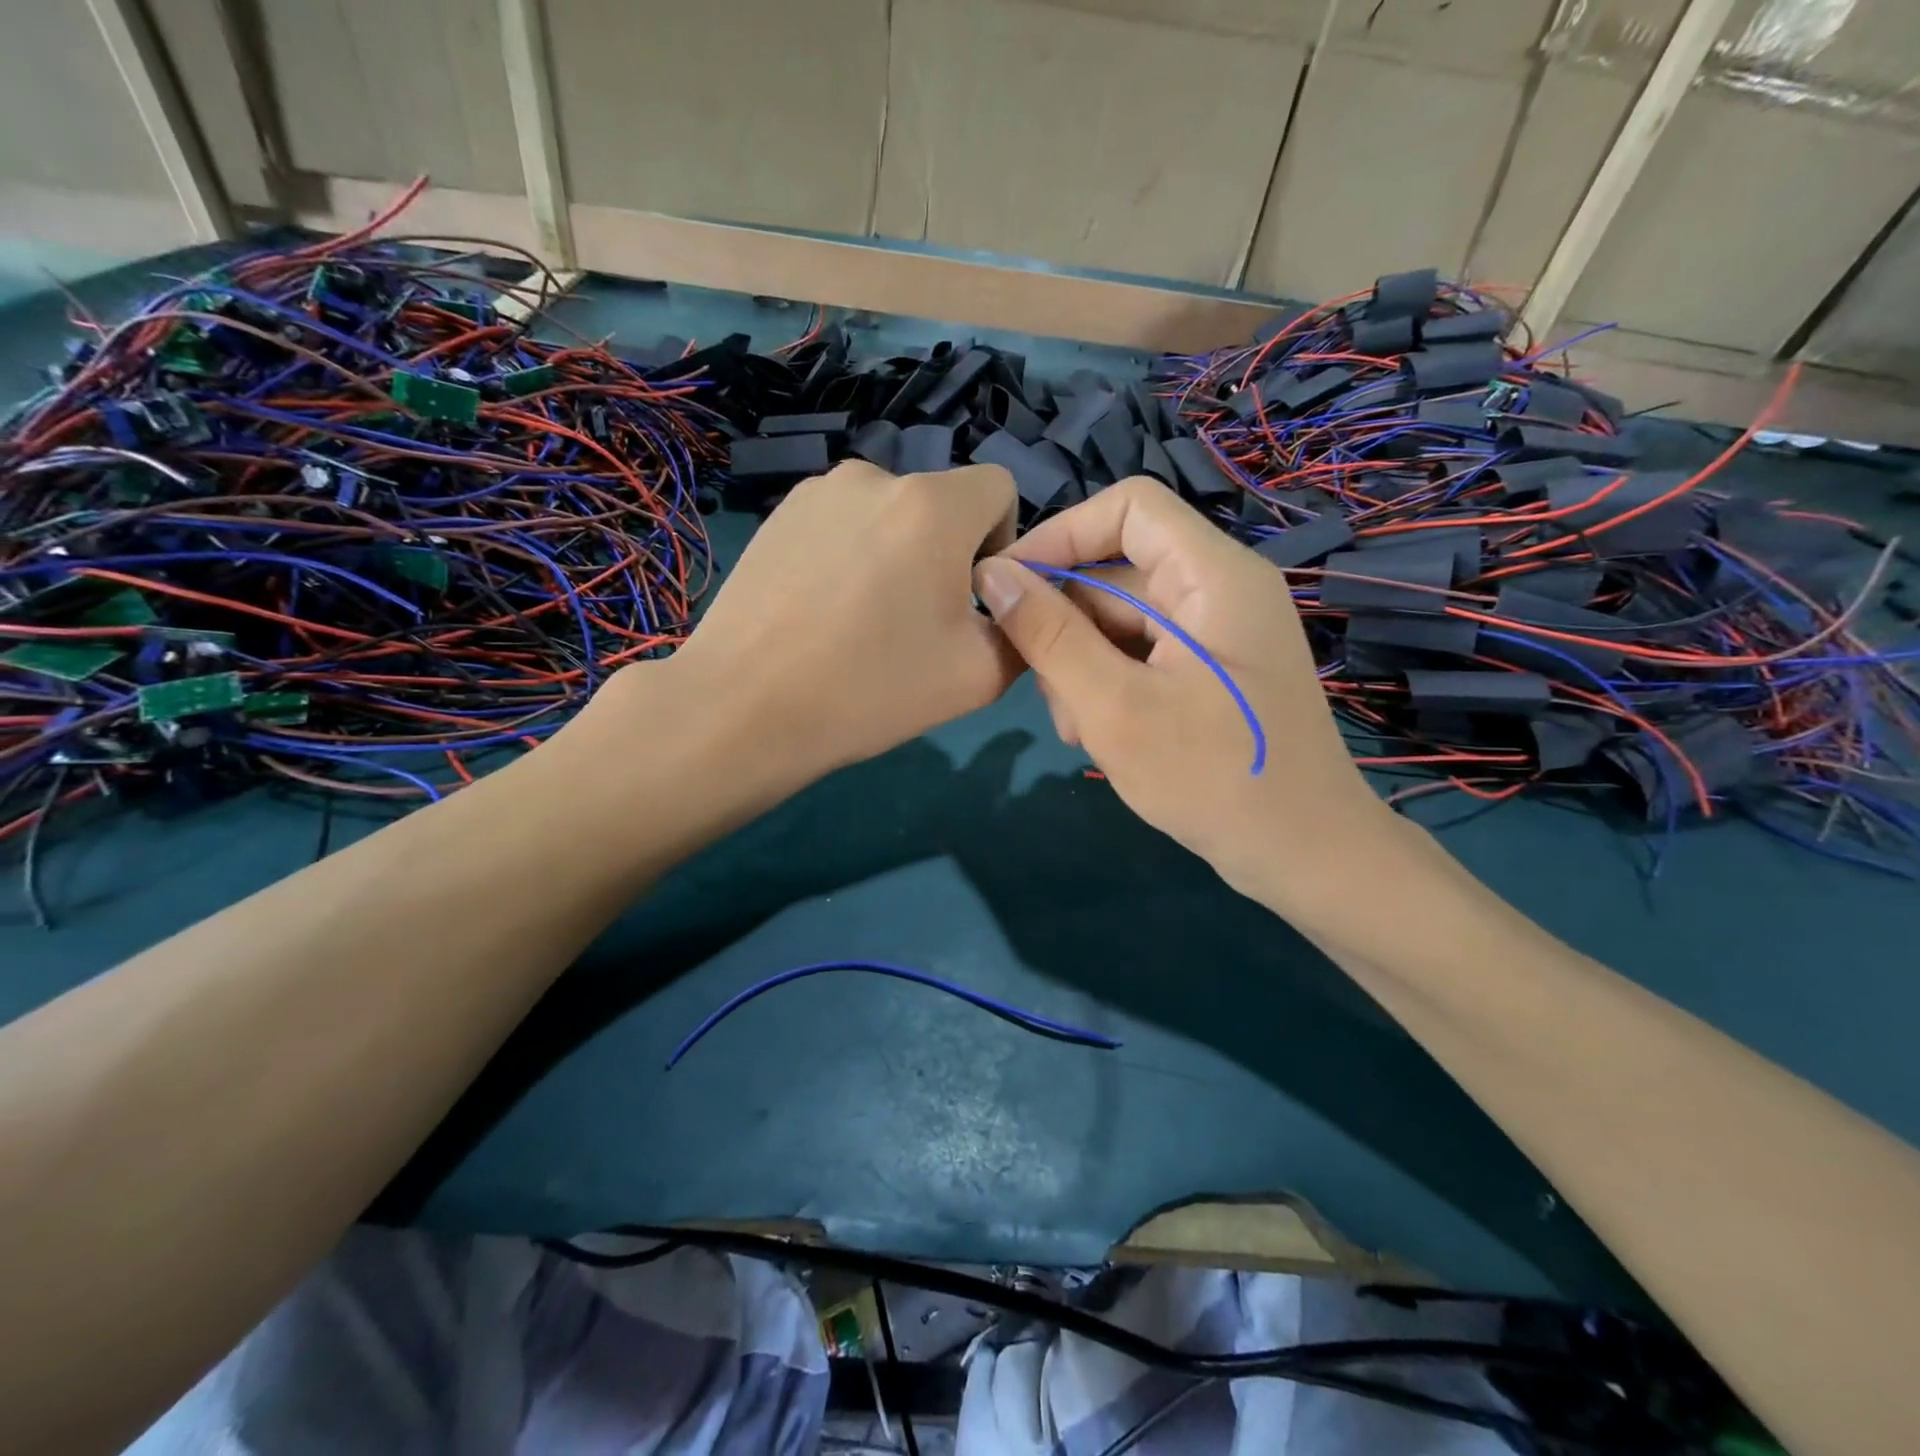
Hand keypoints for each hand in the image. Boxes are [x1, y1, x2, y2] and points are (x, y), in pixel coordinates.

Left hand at [652, 459, 1020, 779]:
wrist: (746, 708)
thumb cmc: (872, 690)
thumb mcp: (980, 675)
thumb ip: (1023, 628)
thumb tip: (1015, 604)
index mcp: (932, 505)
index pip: (1000, 487)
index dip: (1002, 541)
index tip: (975, 599)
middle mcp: (874, 476)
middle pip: (940, 505)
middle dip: (946, 554)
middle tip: (915, 624)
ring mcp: (816, 492)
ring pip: (888, 515)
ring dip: (895, 554)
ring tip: (861, 620)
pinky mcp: (776, 515)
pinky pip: (841, 525)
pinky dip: (849, 556)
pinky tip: (822, 612)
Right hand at [973, 477, 1389, 904]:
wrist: (1303, 856)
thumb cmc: (1214, 779)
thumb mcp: (1115, 707)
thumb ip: (1049, 635)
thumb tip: (992, 574)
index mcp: (1212, 575)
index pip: (1127, 507)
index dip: (1059, 535)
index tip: (1004, 585)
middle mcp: (1217, 590)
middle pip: (1115, 570)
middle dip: (1064, 623)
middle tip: (1036, 687)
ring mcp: (1214, 634)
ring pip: (1120, 619)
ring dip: (1080, 664)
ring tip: (1075, 727)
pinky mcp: (1208, 671)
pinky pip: (1140, 654)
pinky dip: (1108, 684)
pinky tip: (1095, 733)